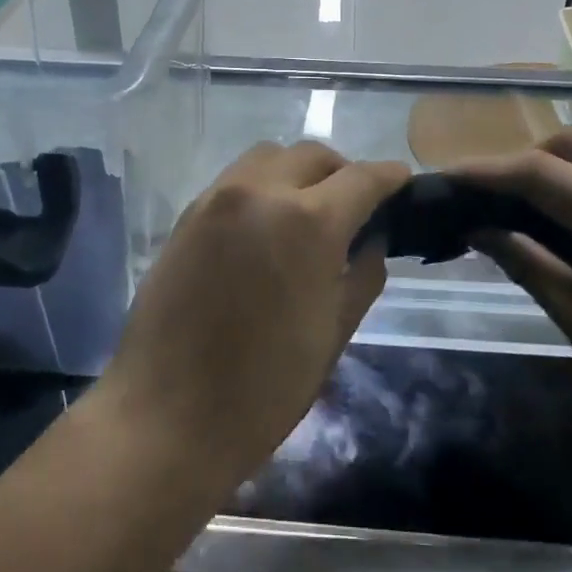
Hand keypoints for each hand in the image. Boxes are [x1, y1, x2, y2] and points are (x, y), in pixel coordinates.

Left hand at [107, 142, 409, 476]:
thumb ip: (362, 275)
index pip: (362, 178)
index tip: (403, 184)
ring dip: (297, 173)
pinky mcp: (185, 217)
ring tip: (306, 213)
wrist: (168, 416)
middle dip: (342, 173)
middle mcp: (260, 193)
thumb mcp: (333, 333)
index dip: (390, 178)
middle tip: (354, 207)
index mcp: (308, 222)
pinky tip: (264, 229)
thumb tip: (370, 242)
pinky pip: (233, 182)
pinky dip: (260, 189)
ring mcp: (215, 200)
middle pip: (312, 155)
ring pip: (268, 158)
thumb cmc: (265, 388)